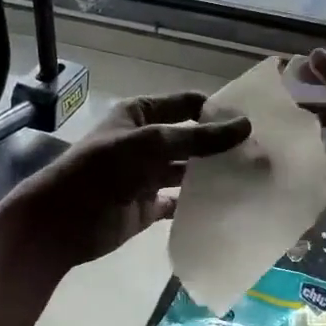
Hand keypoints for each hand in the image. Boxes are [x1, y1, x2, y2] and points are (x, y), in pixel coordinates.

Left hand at [5, 93, 251, 271]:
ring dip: (214, 175)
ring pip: (188, 172)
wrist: (63, 221)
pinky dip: (199, 204)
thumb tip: (246, 126)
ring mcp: (147, 176)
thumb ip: (198, 137)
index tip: (253, 120)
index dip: (216, 110)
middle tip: (262, 153)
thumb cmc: (102, 170)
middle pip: (191, 139)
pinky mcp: (148, 208)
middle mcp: (145, 142)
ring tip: (253, 179)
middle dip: (221, 145)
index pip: (186, 105)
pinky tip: (228, 205)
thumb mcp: (151, 144)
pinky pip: (179, 203)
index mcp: (140, 116)